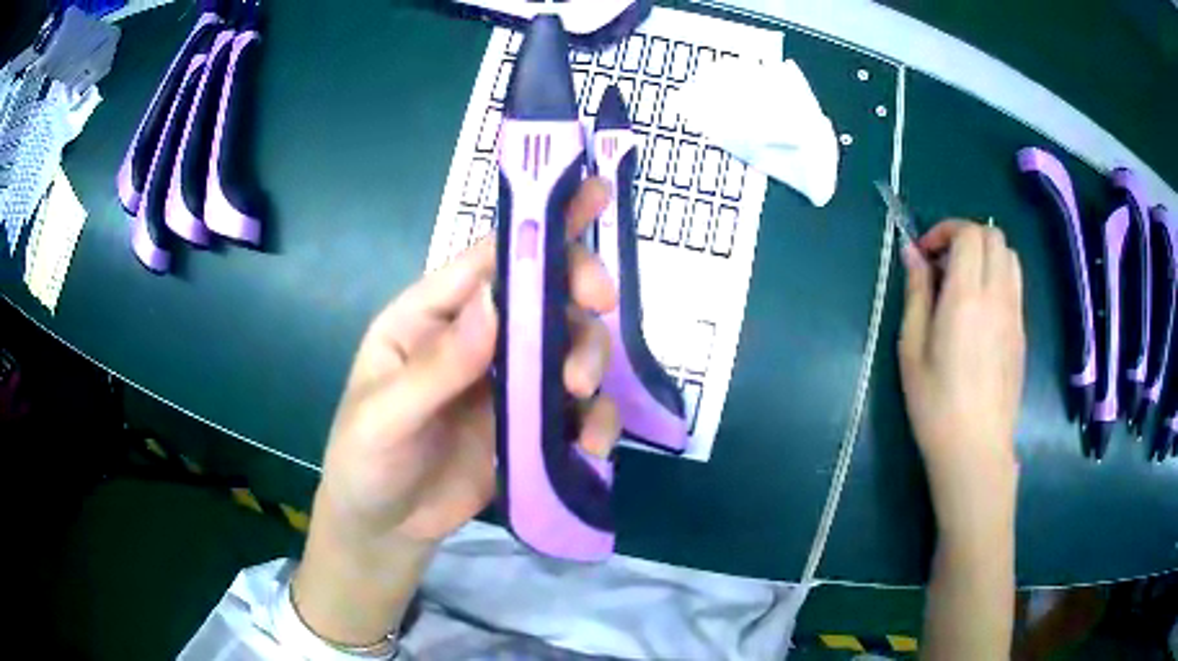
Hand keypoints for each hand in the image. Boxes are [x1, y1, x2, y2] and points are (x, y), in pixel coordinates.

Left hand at [293, 178, 621, 645]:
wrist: (386, 530)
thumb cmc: (366, 463)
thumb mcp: (384, 417)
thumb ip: (436, 367)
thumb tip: (495, 303)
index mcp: (430, 317)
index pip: (489, 257)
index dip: (538, 226)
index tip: (591, 200)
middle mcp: (476, 339)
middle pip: (542, 293)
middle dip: (578, 292)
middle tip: (601, 307)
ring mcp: (507, 383)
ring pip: (568, 345)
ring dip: (589, 358)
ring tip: (580, 397)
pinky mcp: (530, 427)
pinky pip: (576, 409)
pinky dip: (595, 419)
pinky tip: (591, 445)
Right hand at [898, 220, 1024, 539]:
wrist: (976, 449)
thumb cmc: (935, 404)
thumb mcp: (912, 349)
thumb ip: (916, 293)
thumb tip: (912, 254)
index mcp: (967, 297)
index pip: (968, 233)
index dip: (944, 231)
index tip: (925, 255)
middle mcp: (998, 296)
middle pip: (993, 235)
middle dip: (965, 237)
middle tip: (942, 265)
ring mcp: (1015, 313)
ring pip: (1009, 256)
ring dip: (985, 254)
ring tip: (963, 283)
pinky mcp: (1022, 332)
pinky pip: (1015, 283)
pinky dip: (997, 276)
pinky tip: (979, 310)